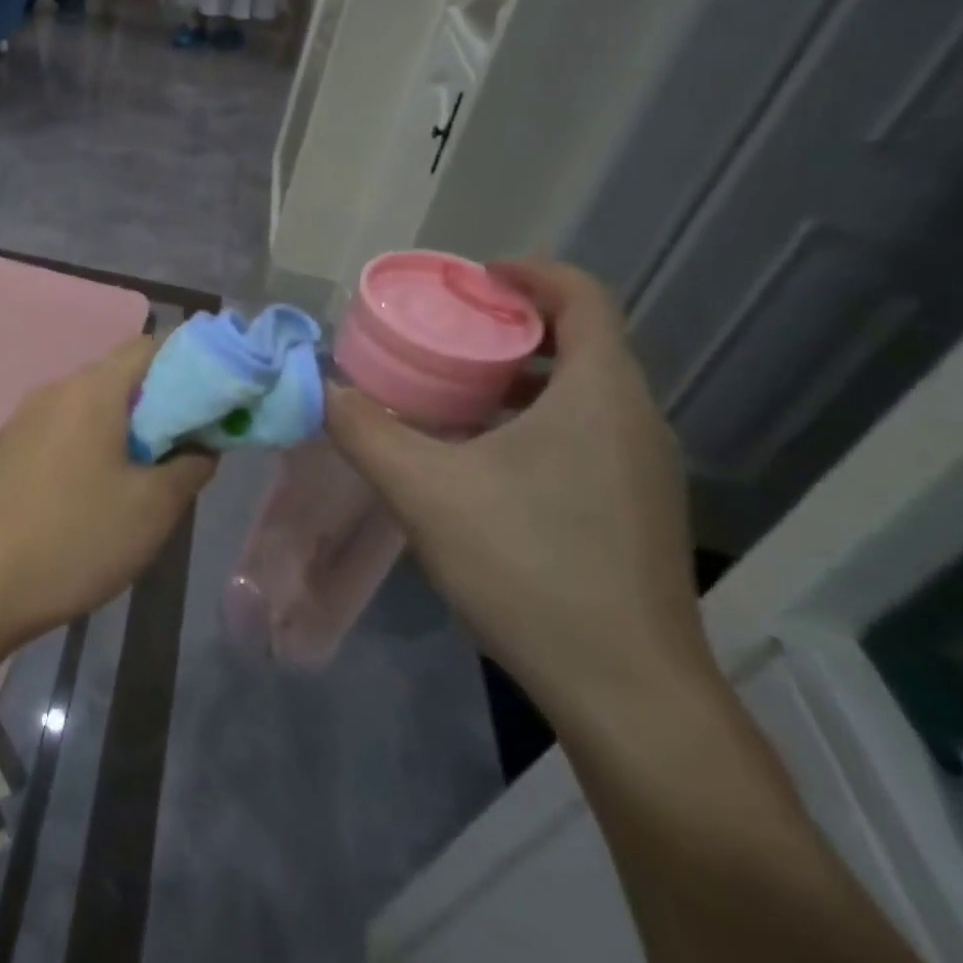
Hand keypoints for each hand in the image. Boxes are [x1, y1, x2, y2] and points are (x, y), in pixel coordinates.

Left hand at [0, 337, 215, 645]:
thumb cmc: (74, 539)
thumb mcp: (153, 510)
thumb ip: (191, 465)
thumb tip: (201, 444)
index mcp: (92, 390)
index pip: (151, 346)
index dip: (190, 365)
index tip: (213, 401)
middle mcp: (54, 390)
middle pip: (118, 376)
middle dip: (158, 403)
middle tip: (183, 449)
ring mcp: (22, 419)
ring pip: (87, 406)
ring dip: (122, 429)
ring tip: (141, 477)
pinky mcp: (4, 449)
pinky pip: (59, 430)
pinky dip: (87, 445)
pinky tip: (90, 494)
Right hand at [323, 261, 708, 729]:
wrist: (625, 689)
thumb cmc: (528, 566)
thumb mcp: (425, 490)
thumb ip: (364, 429)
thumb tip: (320, 387)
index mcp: (600, 395)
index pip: (582, 296)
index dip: (527, 274)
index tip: (469, 280)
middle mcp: (634, 420)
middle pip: (579, 341)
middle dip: (507, 328)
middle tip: (439, 336)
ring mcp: (642, 469)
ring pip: (579, 394)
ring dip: (515, 380)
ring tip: (447, 394)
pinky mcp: (634, 509)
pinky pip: (583, 434)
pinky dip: (531, 422)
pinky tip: (476, 460)